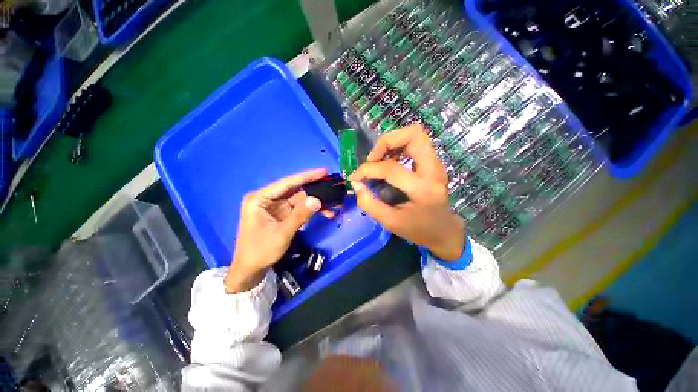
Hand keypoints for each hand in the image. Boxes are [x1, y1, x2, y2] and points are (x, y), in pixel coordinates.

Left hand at [224, 169, 325, 292]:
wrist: (251, 270)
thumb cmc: (260, 251)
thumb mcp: (282, 233)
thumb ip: (300, 215)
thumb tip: (318, 199)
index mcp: (260, 198)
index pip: (287, 183)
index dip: (306, 176)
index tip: (323, 172)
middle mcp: (268, 199)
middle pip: (295, 190)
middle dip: (315, 191)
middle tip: (333, 189)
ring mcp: (276, 206)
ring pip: (301, 199)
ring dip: (317, 202)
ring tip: (334, 204)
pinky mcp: (283, 214)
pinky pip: (300, 208)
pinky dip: (312, 210)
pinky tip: (326, 213)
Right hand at [349, 124, 464, 260]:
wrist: (443, 231)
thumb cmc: (417, 230)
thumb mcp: (390, 222)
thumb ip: (369, 203)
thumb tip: (356, 183)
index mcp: (423, 190)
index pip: (391, 168)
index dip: (368, 169)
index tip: (356, 177)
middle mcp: (434, 171)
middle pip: (413, 134)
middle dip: (386, 141)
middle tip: (373, 159)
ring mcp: (437, 164)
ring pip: (415, 135)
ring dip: (392, 142)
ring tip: (379, 159)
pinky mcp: (434, 163)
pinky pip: (415, 144)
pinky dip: (398, 147)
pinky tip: (389, 162)